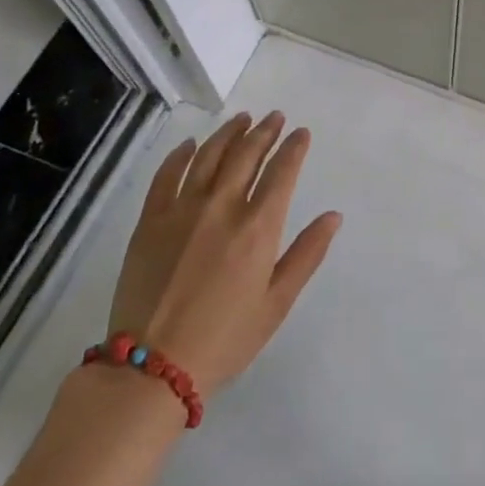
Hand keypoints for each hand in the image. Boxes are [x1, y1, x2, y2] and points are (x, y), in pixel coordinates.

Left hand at [106, 112, 339, 396]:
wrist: (152, 368)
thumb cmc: (225, 339)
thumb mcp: (277, 303)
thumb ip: (307, 254)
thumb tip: (333, 216)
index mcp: (258, 227)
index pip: (282, 172)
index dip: (294, 147)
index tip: (301, 133)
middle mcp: (222, 207)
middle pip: (247, 154)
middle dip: (265, 132)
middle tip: (275, 117)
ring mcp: (182, 210)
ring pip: (209, 155)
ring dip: (229, 133)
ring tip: (242, 119)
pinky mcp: (151, 220)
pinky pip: (167, 175)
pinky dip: (181, 155)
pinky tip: (191, 145)